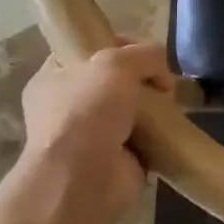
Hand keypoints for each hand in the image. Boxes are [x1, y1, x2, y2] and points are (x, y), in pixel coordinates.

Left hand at [7, 42, 173, 223]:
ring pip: (132, 108)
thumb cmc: (88, 111)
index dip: (120, 44)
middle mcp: (68, 105)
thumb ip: (145, 54)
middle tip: (162, 82)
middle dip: (144, 78)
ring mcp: (91, 134)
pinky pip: (144, 136)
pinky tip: (169, 128)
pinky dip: (158, 133)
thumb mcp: (117, 62)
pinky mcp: (115, 159)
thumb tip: (162, 74)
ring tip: (169, 104)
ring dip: (153, 106)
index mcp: (53, 77)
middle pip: (116, 79)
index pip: (89, 49)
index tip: (146, 51)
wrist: (84, 179)